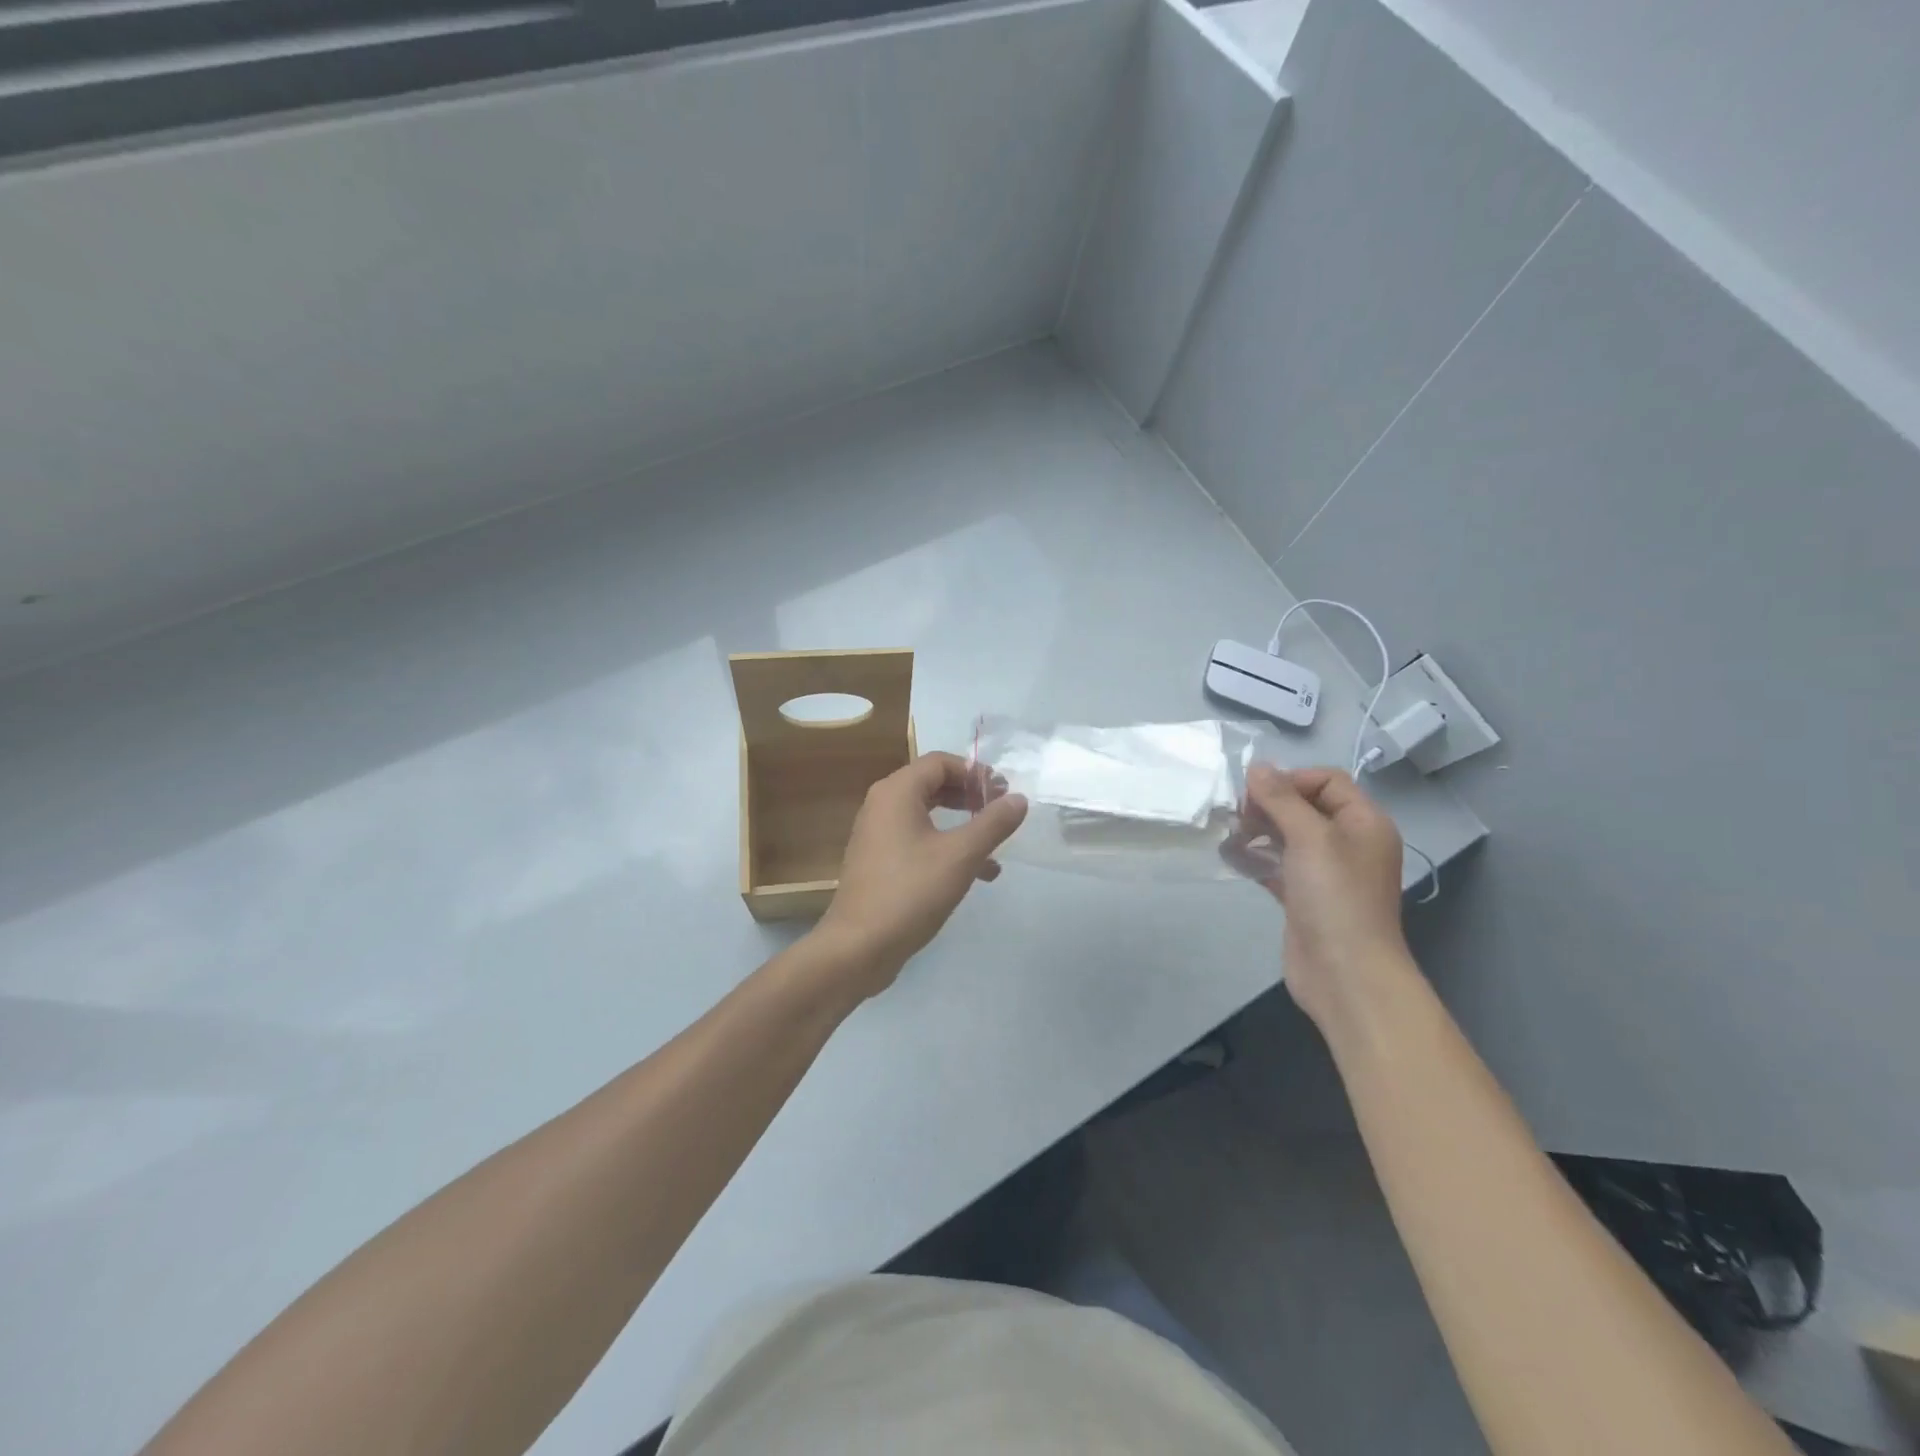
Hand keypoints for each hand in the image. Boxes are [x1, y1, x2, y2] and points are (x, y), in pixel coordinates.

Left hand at [810, 751, 1027, 998]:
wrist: (858, 947)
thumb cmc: (910, 892)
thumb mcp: (961, 856)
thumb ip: (993, 824)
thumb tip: (1019, 799)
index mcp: (897, 792)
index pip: (940, 762)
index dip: (975, 772)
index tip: (1003, 792)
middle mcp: (882, 805)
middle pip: (932, 784)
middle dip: (970, 796)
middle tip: (1000, 811)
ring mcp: (877, 835)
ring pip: (927, 815)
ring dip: (962, 825)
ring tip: (995, 846)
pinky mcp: (878, 862)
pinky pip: (917, 840)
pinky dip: (945, 847)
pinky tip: (975, 874)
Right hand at [1243, 763, 1415, 1033]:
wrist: (1345, 973)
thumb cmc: (1335, 897)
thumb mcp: (1310, 838)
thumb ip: (1281, 799)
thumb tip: (1256, 766)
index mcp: (1364, 822)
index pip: (1327, 780)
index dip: (1291, 779)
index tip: (1256, 795)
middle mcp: (1349, 843)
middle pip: (1305, 806)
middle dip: (1269, 805)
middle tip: (1239, 815)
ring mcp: (1327, 872)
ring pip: (1289, 836)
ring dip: (1260, 830)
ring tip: (1231, 835)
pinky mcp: (1305, 897)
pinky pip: (1279, 865)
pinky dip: (1258, 857)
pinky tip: (1233, 857)